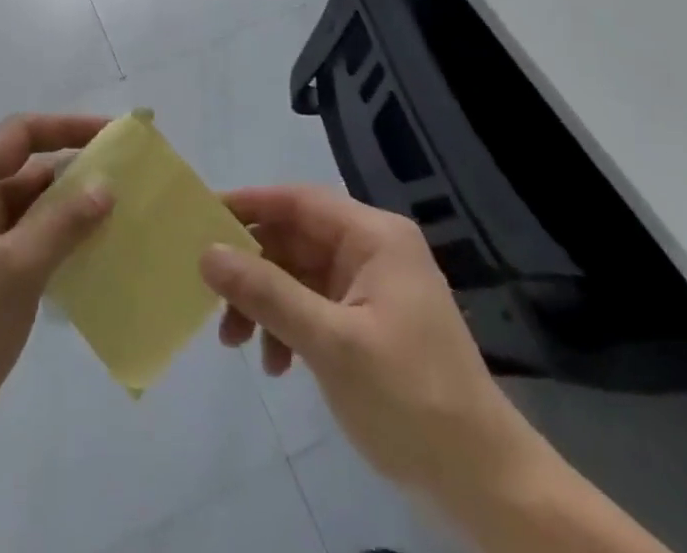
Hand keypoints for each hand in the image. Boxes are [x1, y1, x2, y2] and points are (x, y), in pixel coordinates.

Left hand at [0, 113, 113, 496]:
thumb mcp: (14, 269)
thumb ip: (62, 223)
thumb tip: (105, 185)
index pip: (20, 134)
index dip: (66, 128)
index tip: (112, 136)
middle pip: (26, 172)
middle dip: (74, 174)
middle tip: (129, 185)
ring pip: (29, 215)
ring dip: (70, 216)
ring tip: (122, 224)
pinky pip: (26, 252)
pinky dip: (58, 251)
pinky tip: (94, 267)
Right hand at [201, 185, 546, 508]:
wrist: (485, 486)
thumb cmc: (410, 399)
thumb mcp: (330, 344)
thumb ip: (267, 294)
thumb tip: (207, 253)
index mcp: (374, 237)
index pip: (298, 201)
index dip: (248, 205)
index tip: (201, 219)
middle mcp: (372, 250)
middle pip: (293, 238)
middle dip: (251, 269)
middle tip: (212, 299)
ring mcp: (371, 287)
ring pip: (297, 274)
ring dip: (264, 303)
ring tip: (236, 344)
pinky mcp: (368, 322)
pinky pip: (312, 305)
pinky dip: (287, 327)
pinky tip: (275, 364)